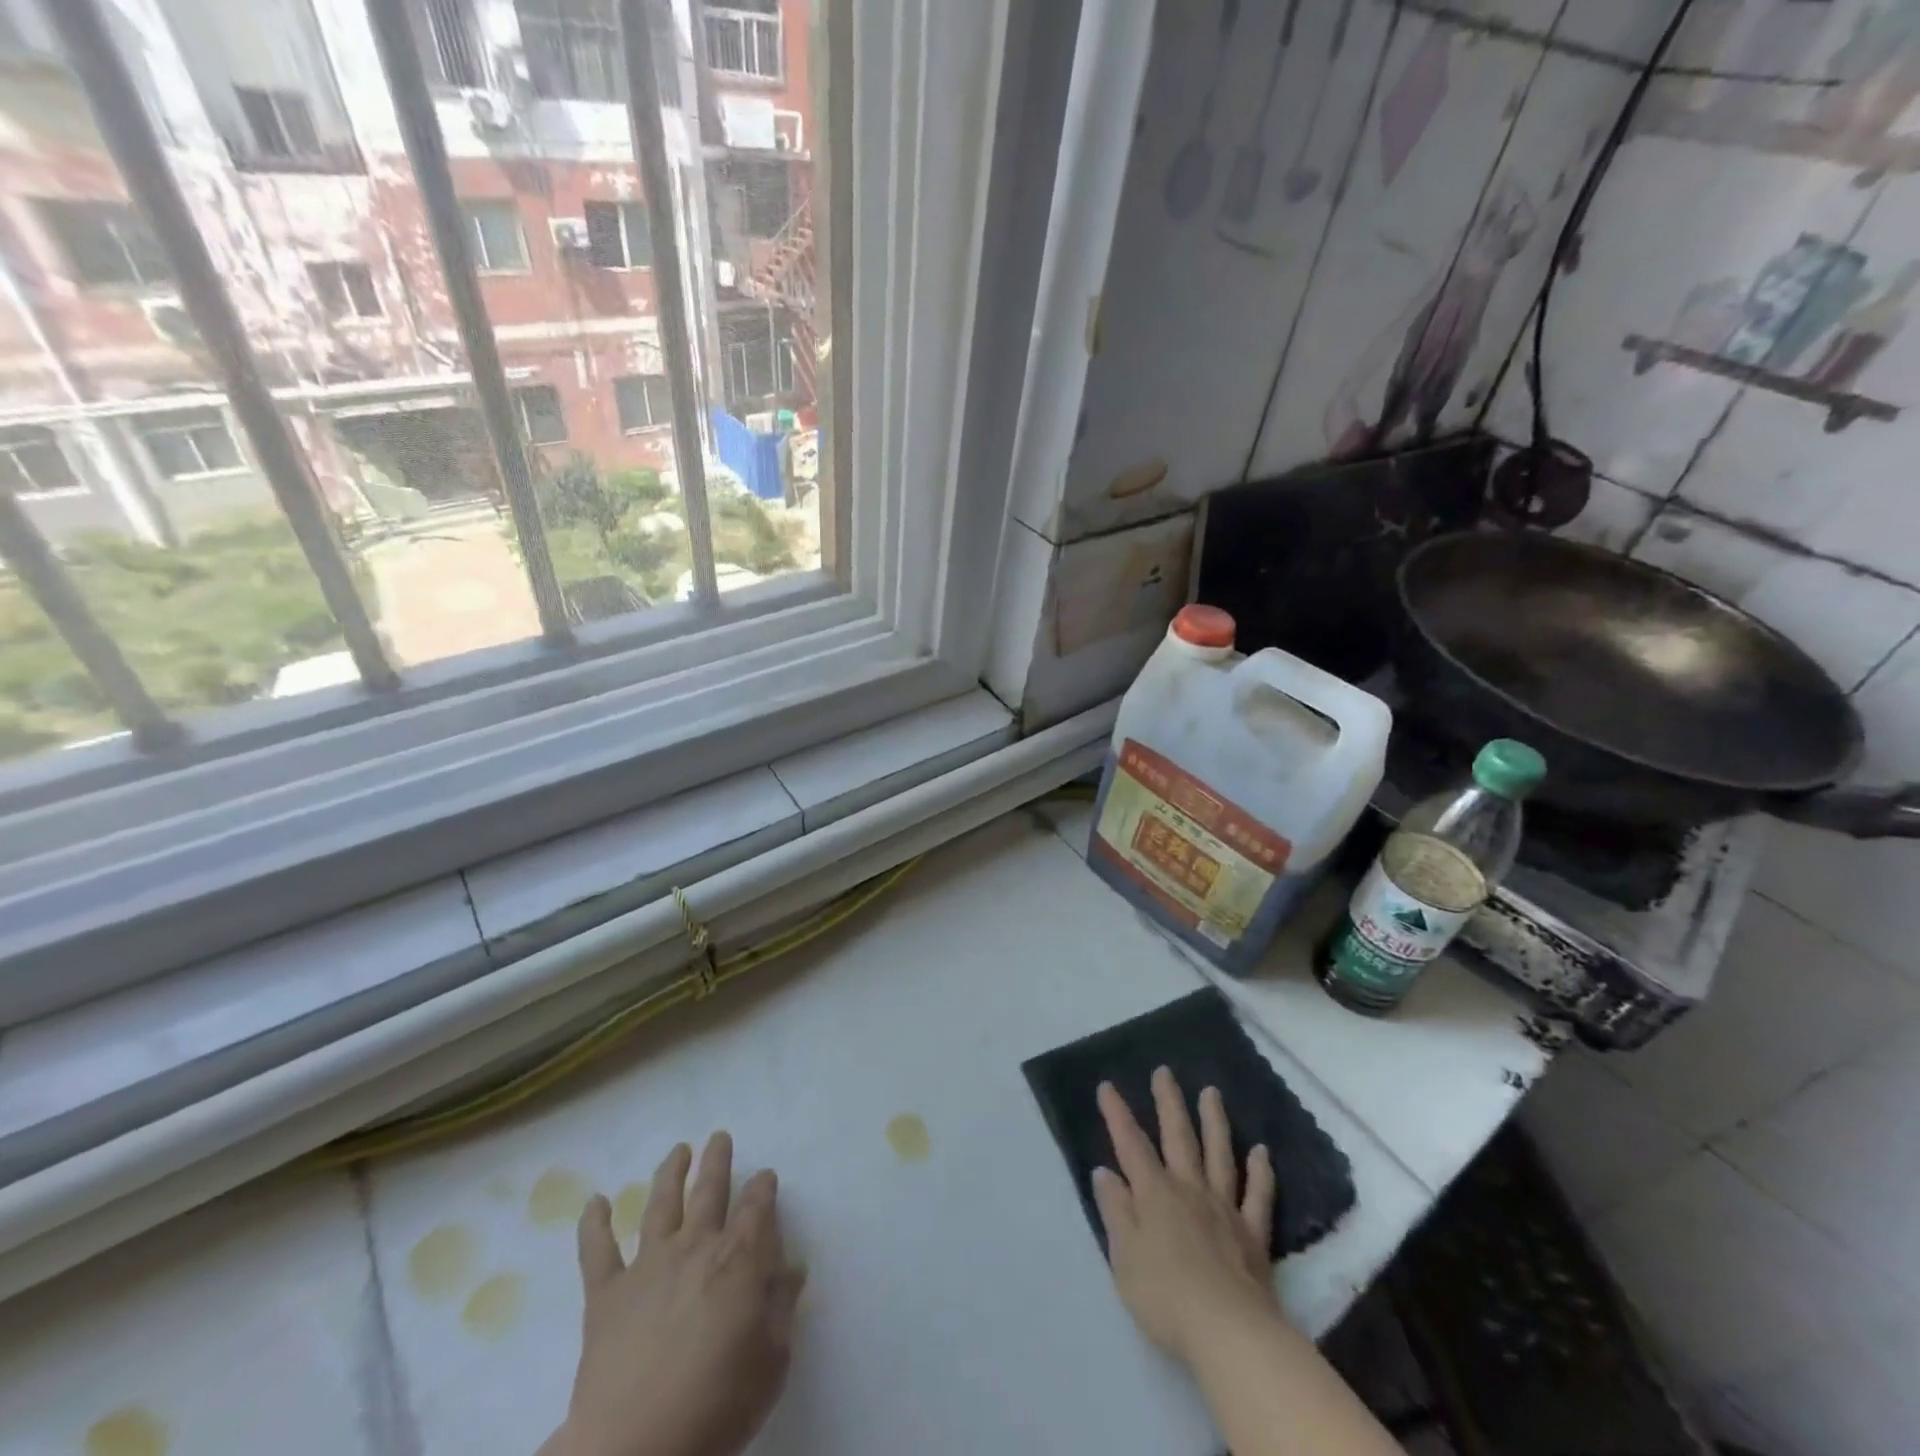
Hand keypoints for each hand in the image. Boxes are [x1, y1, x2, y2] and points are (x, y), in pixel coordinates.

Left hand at [546, 1133, 805, 1455]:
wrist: (635, 1449)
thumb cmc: (718, 1406)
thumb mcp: (772, 1362)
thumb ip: (782, 1308)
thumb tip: (793, 1267)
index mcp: (740, 1259)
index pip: (758, 1207)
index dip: (764, 1187)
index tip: (766, 1176)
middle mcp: (696, 1247)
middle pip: (710, 1190)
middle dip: (718, 1160)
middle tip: (719, 1137)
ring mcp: (648, 1265)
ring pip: (661, 1204)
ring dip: (671, 1172)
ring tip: (678, 1150)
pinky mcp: (606, 1295)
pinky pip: (597, 1251)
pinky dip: (594, 1223)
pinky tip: (596, 1201)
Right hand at [1091, 1068, 1279, 1365]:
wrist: (1228, 1332)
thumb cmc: (1165, 1297)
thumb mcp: (1123, 1257)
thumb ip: (1116, 1211)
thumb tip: (1105, 1172)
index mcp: (1154, 1195)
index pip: (1130, 1145)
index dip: (1117, 1115)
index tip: (1107, 1086)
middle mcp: (1189, 1190)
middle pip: (1178, 1137)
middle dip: (1168, 1102)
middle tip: (1164, 1072)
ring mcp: (1224, 1208)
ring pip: (1219, 1154)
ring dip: (1214, 1121)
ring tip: (1211, 1092)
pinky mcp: (1253, 1234)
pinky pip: (1258, 1196)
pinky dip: (1261, 1172)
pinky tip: (1262, 1152)